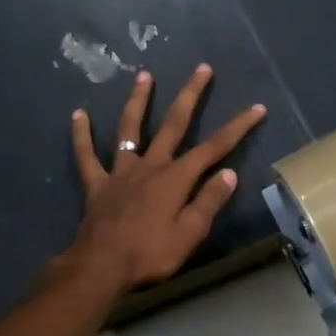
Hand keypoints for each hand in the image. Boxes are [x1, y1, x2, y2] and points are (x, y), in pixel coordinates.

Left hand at [64, 63, 266, 290]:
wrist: (101, 267)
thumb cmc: (151, 254)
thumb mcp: (190, 233)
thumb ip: (209, 201)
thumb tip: (229, 173)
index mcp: (176, 178)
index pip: (215, 147)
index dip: (237, 126)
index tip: (256, 107)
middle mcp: (150, 165)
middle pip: (174, 124)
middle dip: (191, 95)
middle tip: (202, 68)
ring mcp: (121, 172)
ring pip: (129, 128)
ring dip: (138, 101)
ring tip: (144, 75)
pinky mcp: (97, 184)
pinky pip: (86, 156)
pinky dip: (81, 135)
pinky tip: (78, 114)